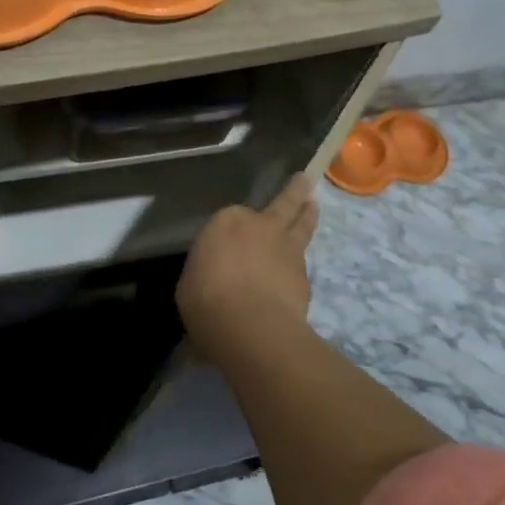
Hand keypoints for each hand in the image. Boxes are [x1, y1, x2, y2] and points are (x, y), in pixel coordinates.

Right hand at [176, 174, 319, 348]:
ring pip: (303, 223)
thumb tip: (215, 274)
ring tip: (313, 205)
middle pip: (283, 202)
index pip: (232, 216)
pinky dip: (301, 263)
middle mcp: (261, 226)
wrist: (250, 325)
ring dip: (308, 213)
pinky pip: (303, 262)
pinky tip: (298, 273)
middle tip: (304, 179)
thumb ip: (208, 269)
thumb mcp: (191, 281)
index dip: (233, 228)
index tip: (228, 239)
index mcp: (227, 221)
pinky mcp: (305, 274)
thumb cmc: (206, 300)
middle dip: (294, 190)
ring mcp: (287, 248)